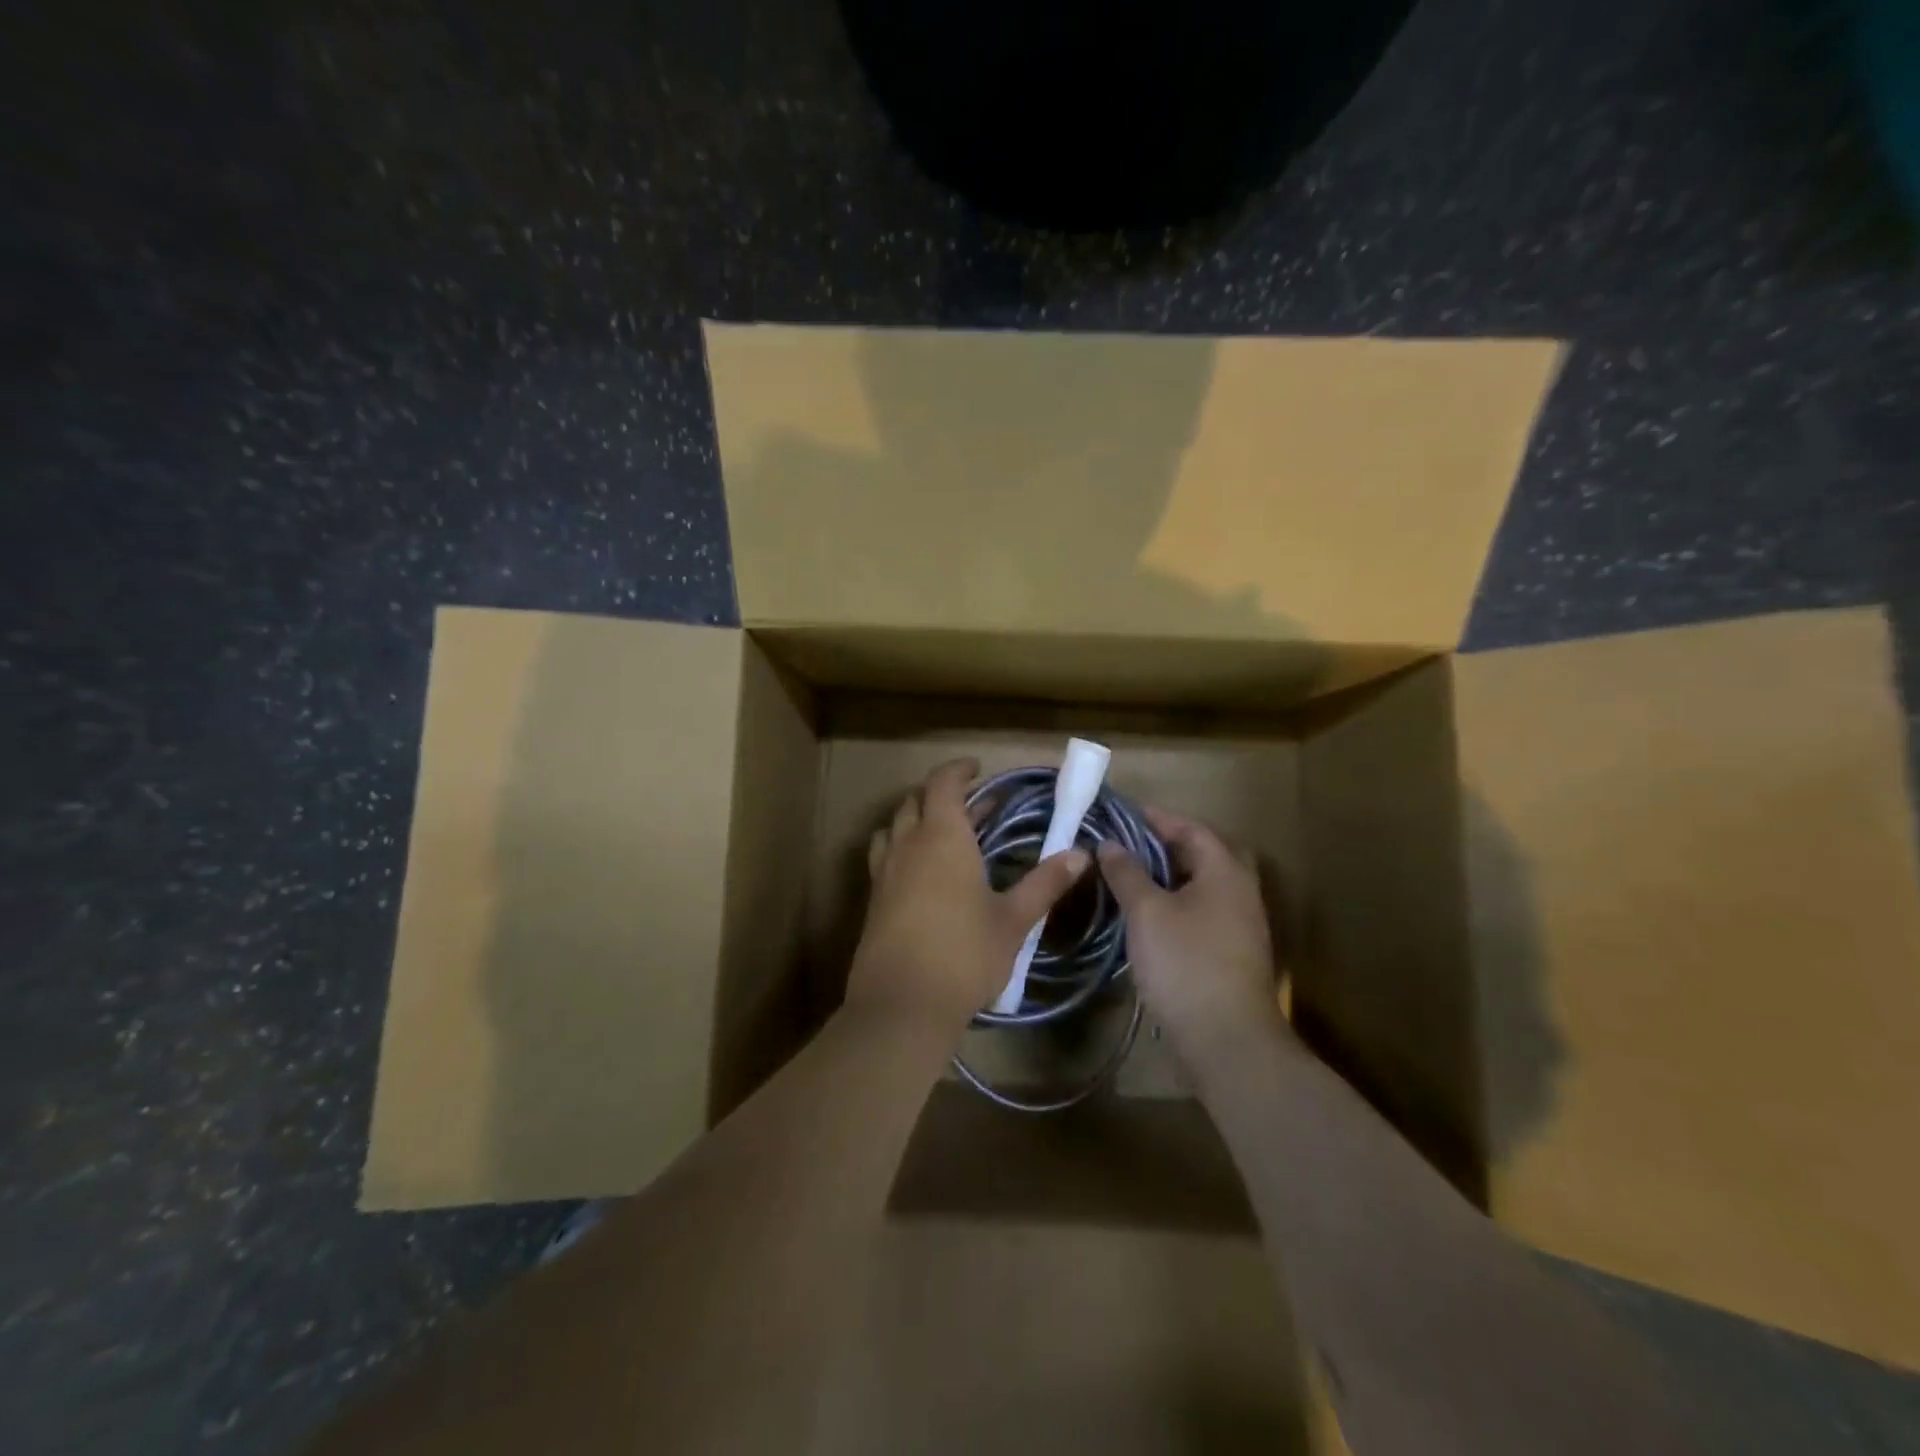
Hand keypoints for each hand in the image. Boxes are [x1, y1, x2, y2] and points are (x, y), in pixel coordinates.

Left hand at [848, 758, 1089, 1034]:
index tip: (978, 769)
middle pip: (915, 801)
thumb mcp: (1013, 920)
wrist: (902, 1005)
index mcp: (942, 837)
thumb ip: (1045, 883)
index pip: (943, 783)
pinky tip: (923, 875)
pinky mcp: (873, 900)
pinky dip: (903, 847)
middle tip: (973, 805)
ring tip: (943, 833)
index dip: (959, 770)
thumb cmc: (964, 954)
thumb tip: (1080, 854)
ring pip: (895, 827)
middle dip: (942, 794)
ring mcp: (884, 872)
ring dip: (916, 819)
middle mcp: (907, 845)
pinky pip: (885, 856)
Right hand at [1097, 807, 1289, 1069]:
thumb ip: (1127, 872)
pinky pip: (1196, 913)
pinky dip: (1170, 905)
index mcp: (1225, 872)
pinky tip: (1142, 918)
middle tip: (1118, 845)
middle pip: (1196, 856)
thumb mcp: (1147, 912)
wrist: (1227, 1041)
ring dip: (1162, 878)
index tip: (1119, 813)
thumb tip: (1109, 843)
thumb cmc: (1186, 964)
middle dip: (1157, 847)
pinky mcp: (1228, 954)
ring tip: (1122, 877)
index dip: (1155, 818)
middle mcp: (1238, 892)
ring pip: (1196, 887)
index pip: (1190, 828)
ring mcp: (1237, 926)